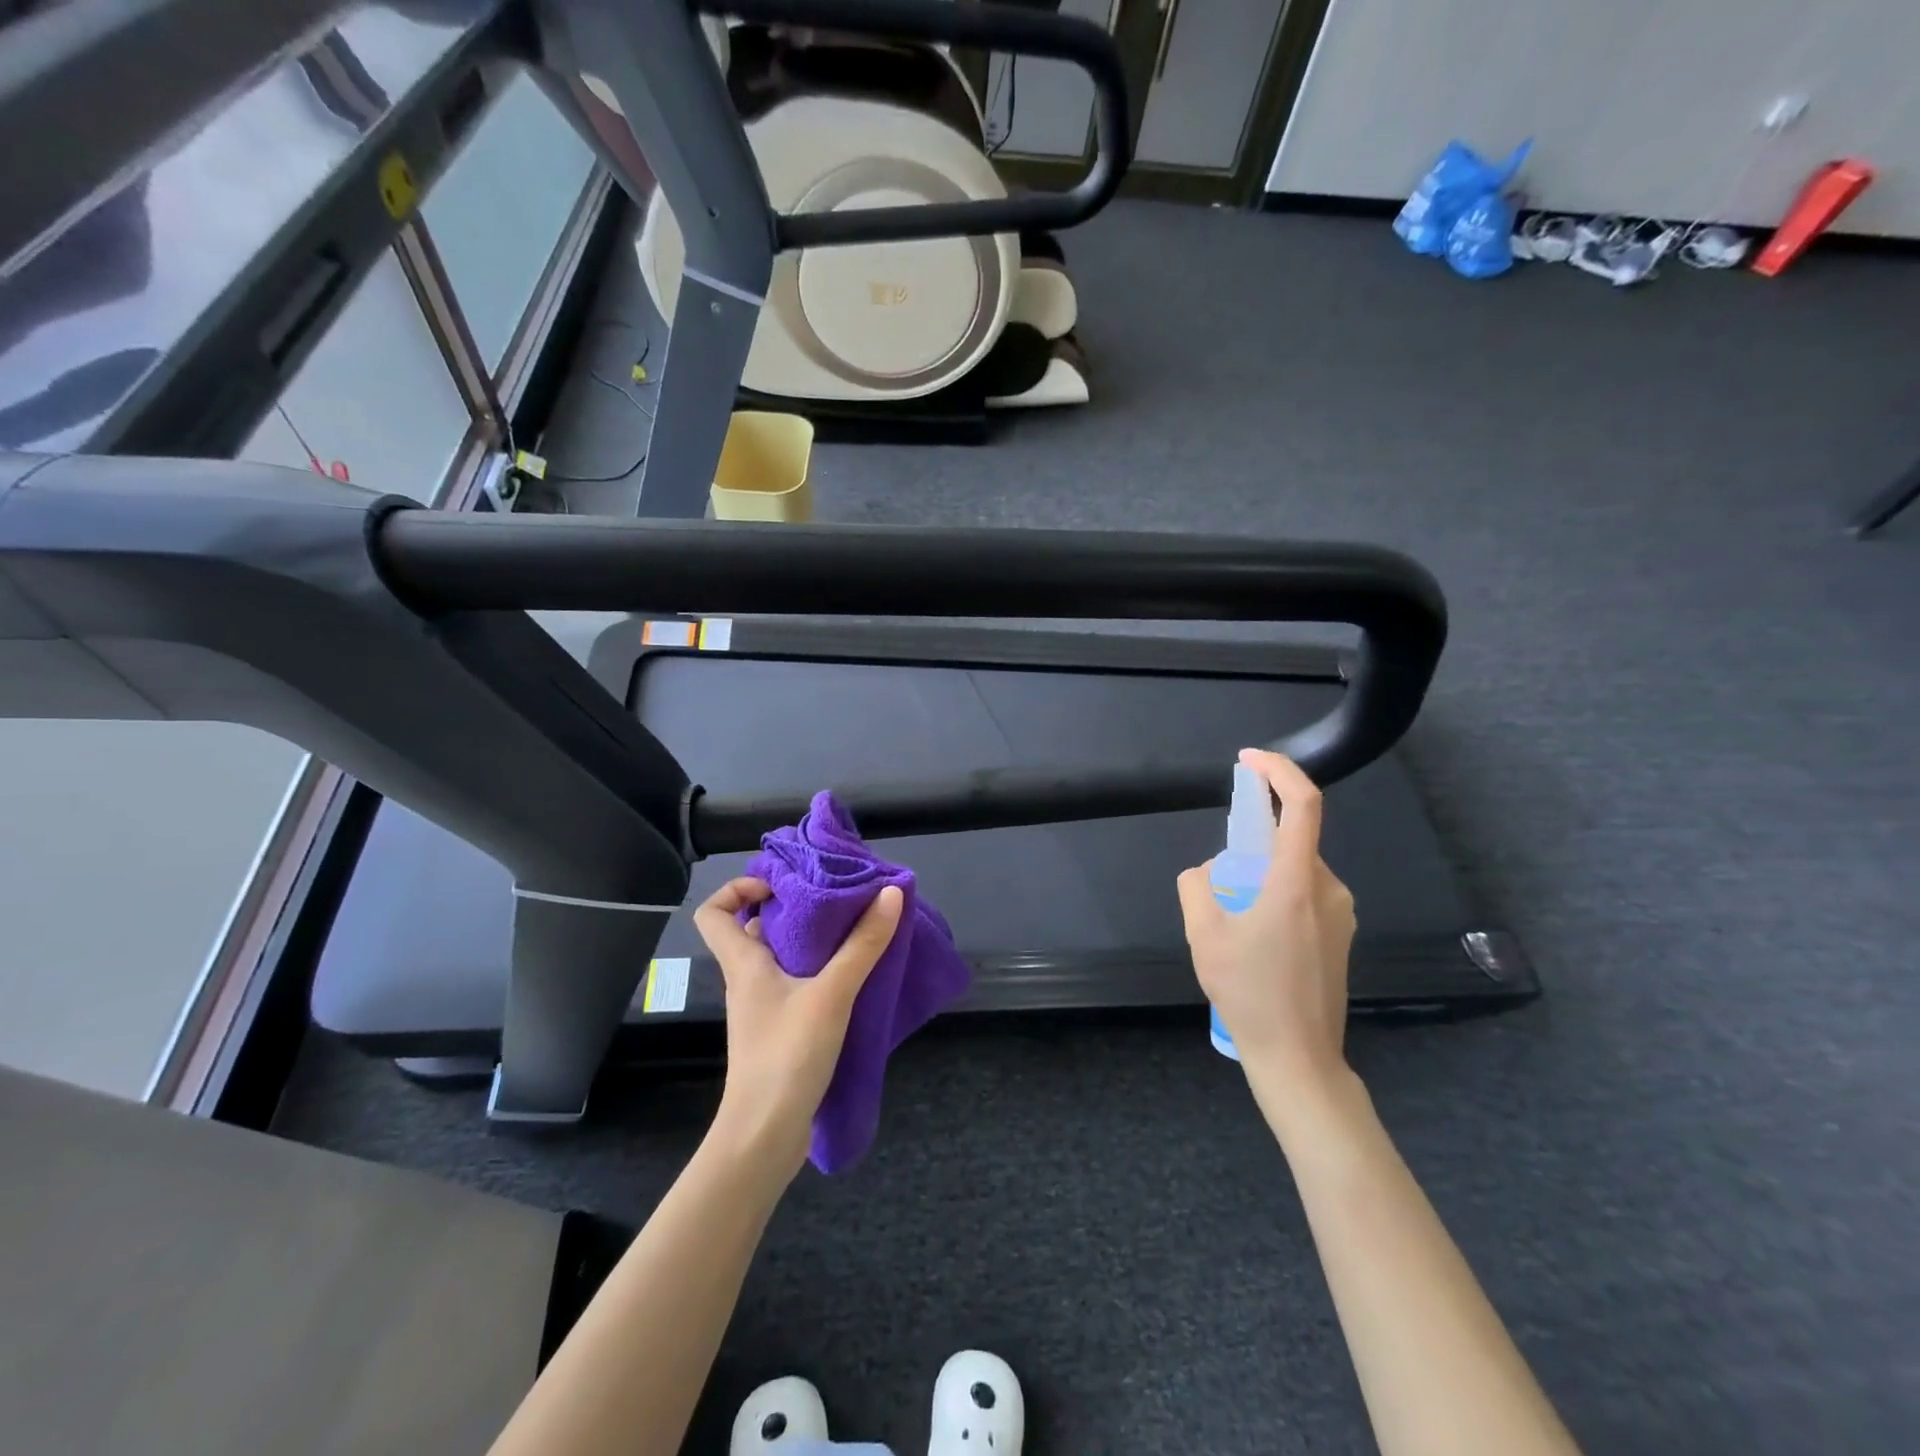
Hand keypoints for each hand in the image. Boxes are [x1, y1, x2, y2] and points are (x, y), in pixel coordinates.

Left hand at [693, 877, 904, 1178]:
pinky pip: (797, 986)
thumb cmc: (786, 1056)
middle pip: (754, 930)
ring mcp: (764, 1009)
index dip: (738, 888)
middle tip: (834, 899)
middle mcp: (748, 981)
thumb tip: (890, 893)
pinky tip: (855, 975)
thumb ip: (862, 945)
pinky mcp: (781, 1032)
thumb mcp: (831, 994)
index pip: (714, 913)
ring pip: (780, 959)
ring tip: (853, 929)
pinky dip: (821, 973)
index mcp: (744, 964)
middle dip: (792, 909)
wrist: (765, 1138)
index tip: (781, 886)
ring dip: (812, 942)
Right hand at [1177, 748, 1357, 1115]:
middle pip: (1291, 840)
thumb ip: (1197, 886)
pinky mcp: (1342, 936)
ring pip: (1295, 870)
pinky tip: (1254, 940)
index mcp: (1298, 883)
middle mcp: (1330, 890)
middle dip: (1252, 842)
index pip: (1302, 805)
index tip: (1249, 759)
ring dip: (1260, 875)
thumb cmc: (1250, 994)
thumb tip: (1209, 871)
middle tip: (1220, 880)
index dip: (1279, 770)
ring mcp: (1342, 915)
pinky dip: (1275, 895)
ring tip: (1233, 923)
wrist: (1299, 1058)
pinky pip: (1305, 894)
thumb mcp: (1204, 935)